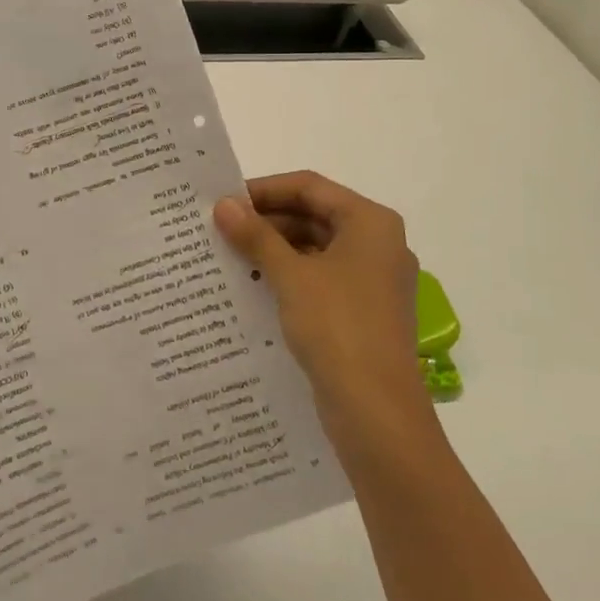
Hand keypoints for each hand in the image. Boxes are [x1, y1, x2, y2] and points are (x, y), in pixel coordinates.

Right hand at [215, 171, 431, 450]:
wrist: (377, 413)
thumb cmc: (338, 328)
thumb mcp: (291, 276)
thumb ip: (256, 236)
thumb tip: (224, 205)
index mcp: (371, 223)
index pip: (310, 187)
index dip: (265, 190)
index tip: (224, 201)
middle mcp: (378, 244)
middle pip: (315, 216)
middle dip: (268, 222)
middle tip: (221, 231)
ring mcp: (374, 281)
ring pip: (316, 250)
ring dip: (275, 251)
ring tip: (229, 258)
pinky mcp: (364, 313)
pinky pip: (321, 280)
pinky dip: (290, 278)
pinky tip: (254, 289)